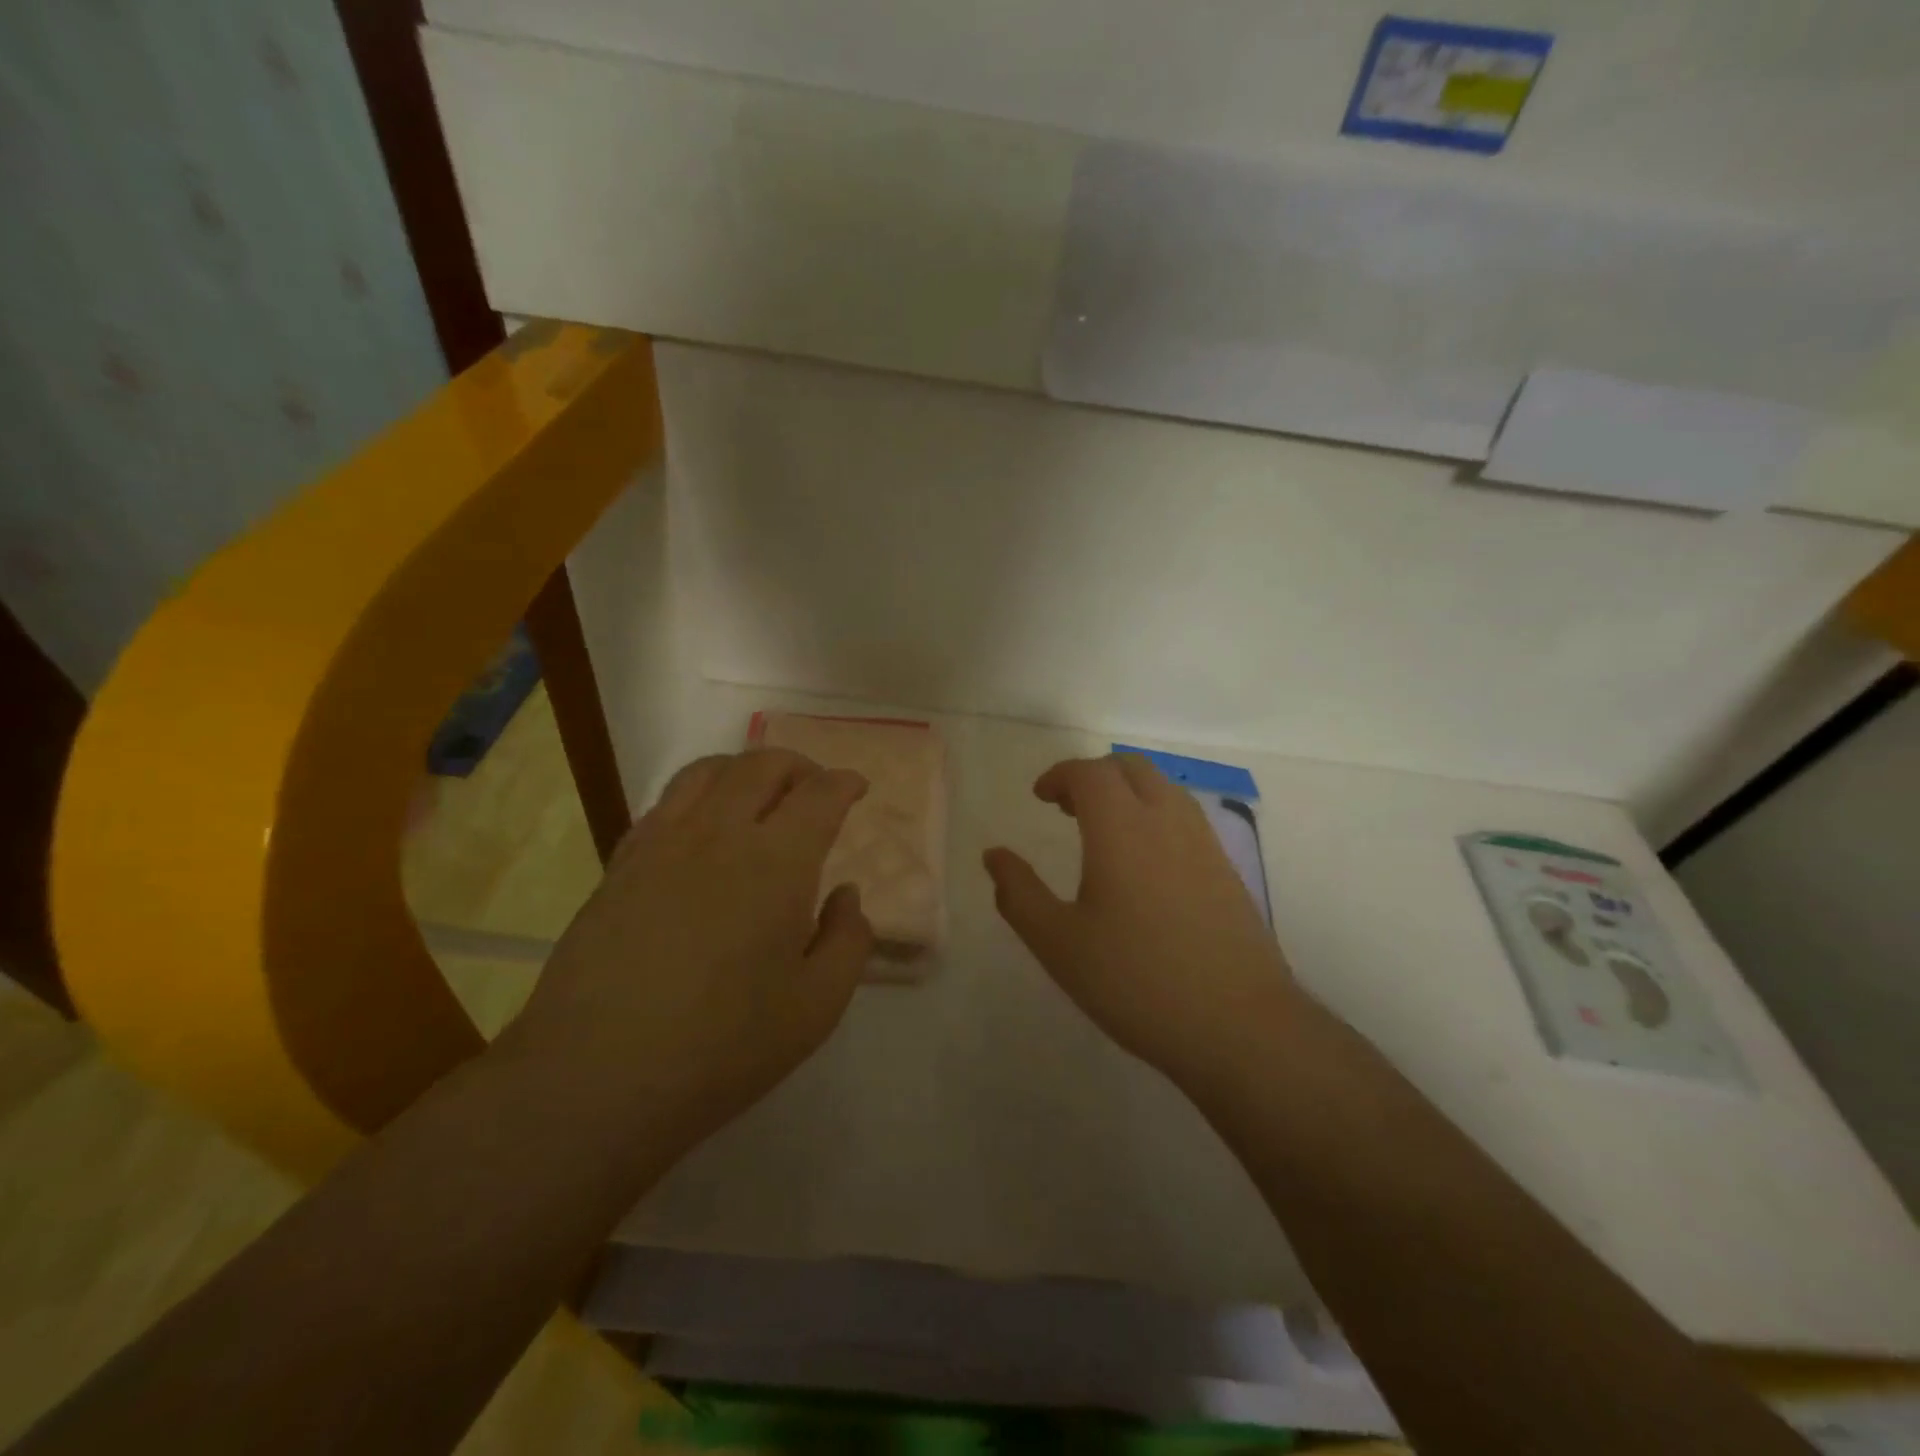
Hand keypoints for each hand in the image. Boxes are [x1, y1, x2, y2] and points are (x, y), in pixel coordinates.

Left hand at [514, 749, 873, 1148]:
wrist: (595, 1078)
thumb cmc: (721, 1048)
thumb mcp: (816, 1008)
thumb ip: (848, 941)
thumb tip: (845, 895)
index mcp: (777, 863)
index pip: (819, 795)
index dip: (844, 783)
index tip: (857, 788)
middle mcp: (720, 834)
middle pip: (762, 765)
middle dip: (799, 766)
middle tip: (815, 790)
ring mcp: (662, 844)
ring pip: (708, 771)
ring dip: (745, 770)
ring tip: (760, 796)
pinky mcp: (621, 865)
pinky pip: (666, 802)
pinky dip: (699, 795)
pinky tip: (703, 829)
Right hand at [984, 754, 1301, 1095]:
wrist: (1238, 1025)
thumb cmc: (1136, 981)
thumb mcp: (1059, 944)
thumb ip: (1019, 894)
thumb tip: (994, 856)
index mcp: (1122, 828)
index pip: (1090, 773)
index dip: (1059, 775)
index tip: (1039, 797)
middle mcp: (1167, 820)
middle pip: (1130, 767)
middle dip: (1093, 776)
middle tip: (1066, 808)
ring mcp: (1204, 842)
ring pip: (1163, 787)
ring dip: (1127, 791)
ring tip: (1102, 831)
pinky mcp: (1226, 868)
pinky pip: (1184, 816)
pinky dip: (1154, 813)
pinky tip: (1144, 863)